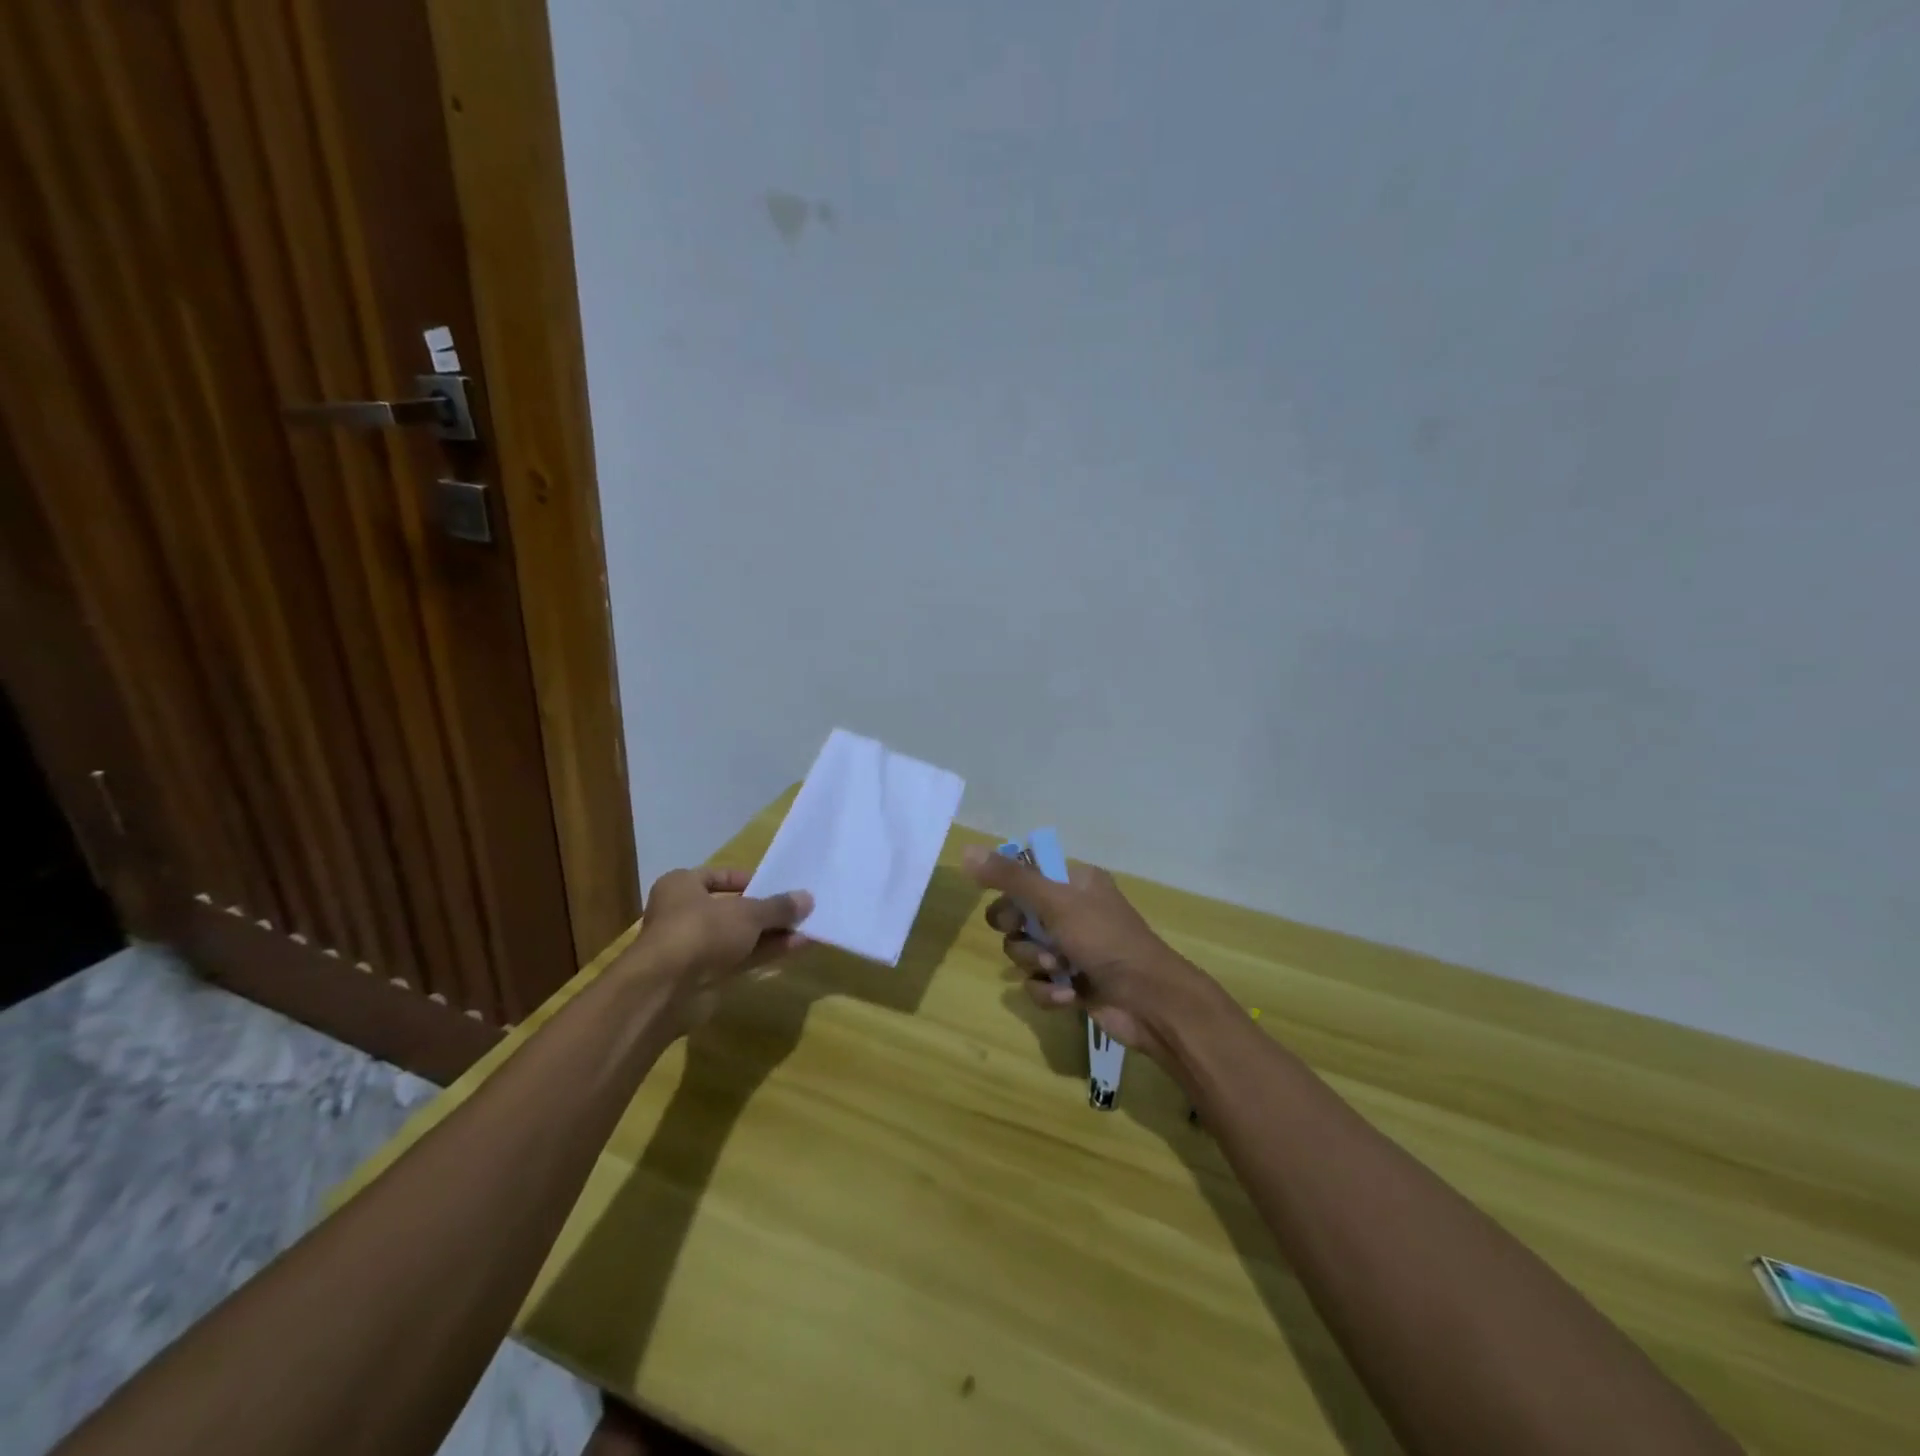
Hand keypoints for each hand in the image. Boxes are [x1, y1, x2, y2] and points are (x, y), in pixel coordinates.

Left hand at [630, 868, 813, 1034]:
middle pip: (732, 909)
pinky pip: (741, 958)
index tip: (777, 885)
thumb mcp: (746, 913)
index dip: (749, 879)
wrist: (667, 990)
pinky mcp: (705, 976)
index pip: (718, 876)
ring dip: (771, 933)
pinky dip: (766, 952)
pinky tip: (796, 947)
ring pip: (739, 936)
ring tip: (807, 928)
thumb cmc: (701, 931)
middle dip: (766, 911)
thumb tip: (808, 898)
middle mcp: (684, 914)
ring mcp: (694, 947)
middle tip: (798, 908)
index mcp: (682, 886)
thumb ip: (777, 907)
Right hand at [962, 845, 1224, 1064]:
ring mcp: (1071, 949)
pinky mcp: (1071, 983)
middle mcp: (1071, 911)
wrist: (1149, 1000)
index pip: (1026, 874)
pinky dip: (1047, 990)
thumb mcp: (1056, 902)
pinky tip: (1068, 995)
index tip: (1009, 902)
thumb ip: (1011, 878)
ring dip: (1034, 962)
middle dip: (1018, 931)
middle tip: (1030, 935)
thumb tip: (966, 850)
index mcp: (1074, 882)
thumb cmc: (1105, 939)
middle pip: (1016, 915)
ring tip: (1057, 969)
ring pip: (1023, 951)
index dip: (1010, 890)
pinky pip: (1037, 982)